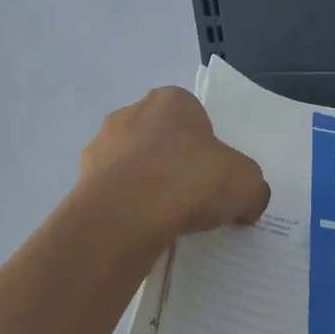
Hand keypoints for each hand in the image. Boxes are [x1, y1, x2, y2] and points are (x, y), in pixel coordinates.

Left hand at [80, 86, 269, 236]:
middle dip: (176, 165)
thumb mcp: (246, 183)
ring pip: (135, 167)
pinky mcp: (82, 183)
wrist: (123, 219)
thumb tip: (246, 205)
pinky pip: (115, 195)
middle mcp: (130, 114)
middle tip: (196, 200)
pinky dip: (129, 210)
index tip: (216, 176)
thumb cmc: (189, 181)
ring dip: (149, 188)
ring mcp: (100, 148)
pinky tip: (144, 232)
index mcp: (170, 101)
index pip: (195, 117)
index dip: (209, 147)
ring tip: (169, 222)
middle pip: (162, 140)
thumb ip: (252, 189)